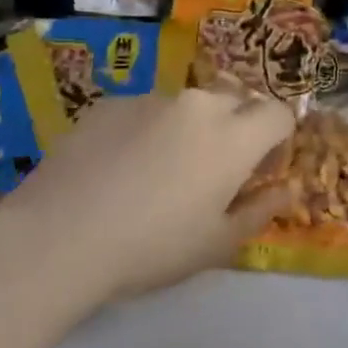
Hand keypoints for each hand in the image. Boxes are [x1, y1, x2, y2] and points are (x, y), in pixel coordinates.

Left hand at [0, 88, 295, 307]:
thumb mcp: (217, 243)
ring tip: (159, 170)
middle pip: (236, 100)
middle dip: (239, 125)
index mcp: (234, 137)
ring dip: (191, 127)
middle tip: (216, 168)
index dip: (278, 137)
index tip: (261, 168)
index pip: (278, 113)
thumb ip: (261, 210)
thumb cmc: (152, 247)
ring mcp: (151, 99)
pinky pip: (146, 110)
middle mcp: (198, 105)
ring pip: (188, 104)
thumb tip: (287, 189)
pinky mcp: (110, 103)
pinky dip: (149, 129)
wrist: (60, 236)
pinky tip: (120, 167)